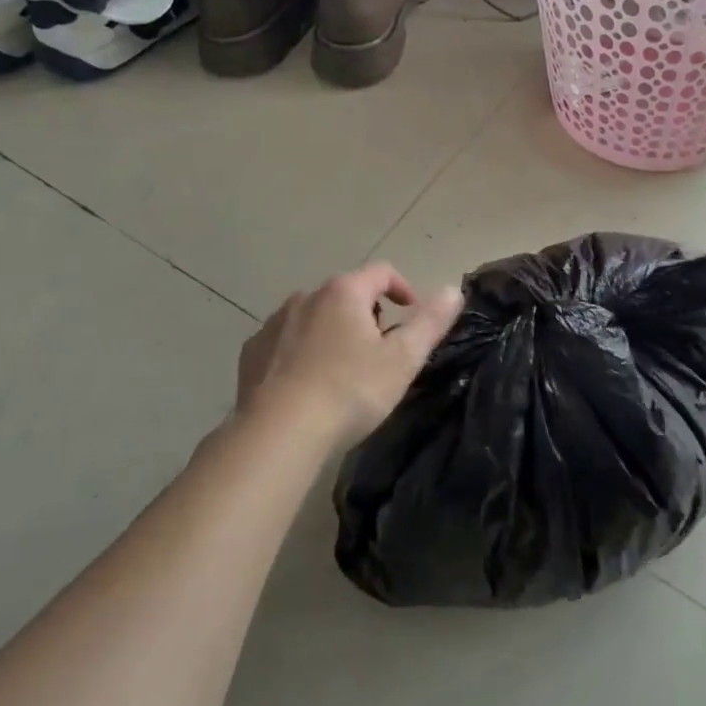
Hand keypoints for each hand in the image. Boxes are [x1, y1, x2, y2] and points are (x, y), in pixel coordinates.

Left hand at [236, 263, 463, 448]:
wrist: (278, 433)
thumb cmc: (349, 391)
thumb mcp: (402, 360)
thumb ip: (430, 322)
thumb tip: (453, 290)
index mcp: (344, 292)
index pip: (382, 272)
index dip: (402, 288)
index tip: (411, 314)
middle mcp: (306, 296)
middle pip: (347, 293)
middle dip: (367, 314)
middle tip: (379, 351)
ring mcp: (274, 323)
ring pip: (314, 316)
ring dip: (332, 331)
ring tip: (343, 370)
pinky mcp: (252, 352)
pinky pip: (285, 340)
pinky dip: (301, 351)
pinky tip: (306, 384)